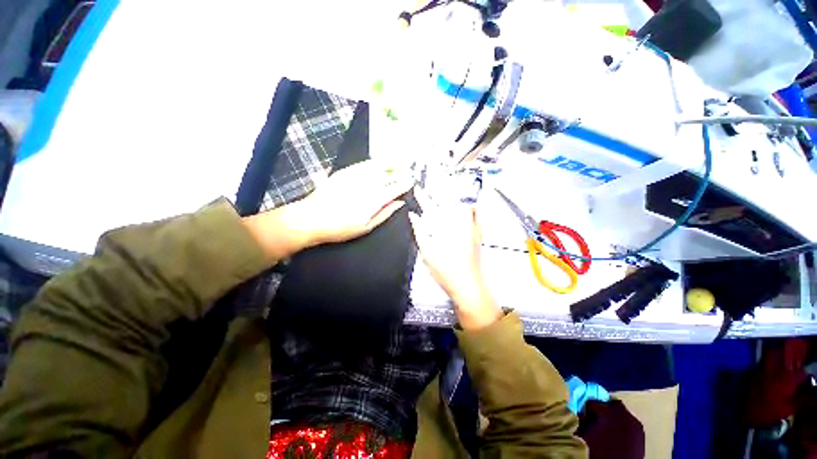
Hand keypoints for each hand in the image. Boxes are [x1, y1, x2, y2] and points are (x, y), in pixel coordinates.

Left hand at [244, 160, 412, 260]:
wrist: (311, 218)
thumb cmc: (341, 228)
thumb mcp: (366, 227)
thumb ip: (385, 213)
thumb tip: (400, 203)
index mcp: (374, 200)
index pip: (394, 188)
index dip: (404, 184)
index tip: (411, 181)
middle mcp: (367, 185)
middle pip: (388, 176)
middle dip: (401, 172)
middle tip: (409, 171)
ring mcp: (355, 176)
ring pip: (378, 167)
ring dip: (390, 164)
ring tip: (399, 163)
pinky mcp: (345, 172)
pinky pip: (363, 164)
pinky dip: (375, 162)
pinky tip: (380, 163)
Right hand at [408, 190, 501, 329]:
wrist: (466, 284)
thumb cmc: (444, 269)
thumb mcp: (426, 250)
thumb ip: (420, 230)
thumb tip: (413, 215)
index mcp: (444, 226)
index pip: (430, 206)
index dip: (422, 196)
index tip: (418, 188)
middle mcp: (459, 222)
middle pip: (447, 203)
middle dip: (437, 197)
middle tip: (429, 197)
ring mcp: (471, 227)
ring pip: (461, 206)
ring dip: (451, 201)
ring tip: (443, 201)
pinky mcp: (478, 234)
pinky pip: (475, 215)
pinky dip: (468, 209)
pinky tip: (463, 212)